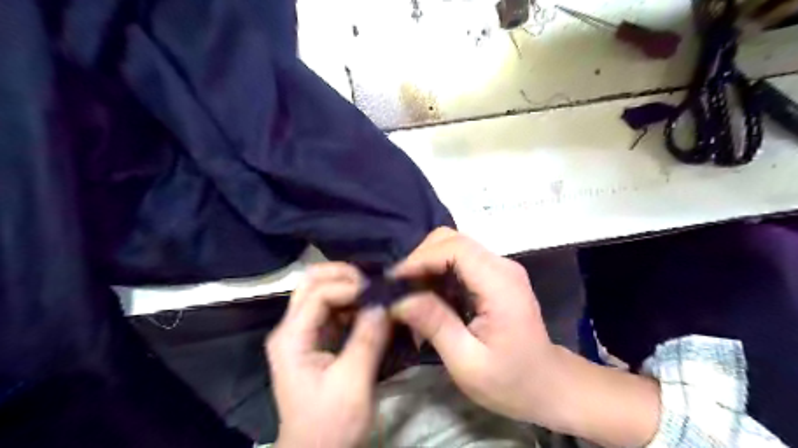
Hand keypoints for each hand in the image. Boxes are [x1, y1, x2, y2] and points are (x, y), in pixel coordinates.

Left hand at [267, 264, 390, 446]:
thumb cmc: (330, 425)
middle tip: (373, 283)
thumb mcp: (353, 383)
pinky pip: (331, 309)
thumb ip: (368, 339)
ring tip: (376, 293)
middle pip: (311, 283)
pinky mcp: (315, 340)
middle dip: (343, 276)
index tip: (379, 294)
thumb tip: (384, 303)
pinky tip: (370, 309)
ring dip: (348, 287)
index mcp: (291, 338)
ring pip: (321, 292)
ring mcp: (302, 333)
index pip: (318, 294)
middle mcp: (291, 328)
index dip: (349, 287)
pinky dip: (351, 303)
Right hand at [390, 229, 656, 445]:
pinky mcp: (494, 276)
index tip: (394, 282)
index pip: (454, 248)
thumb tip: (398, 299)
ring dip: (427, 266)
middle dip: (420, 259)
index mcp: (499, 283)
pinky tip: (429, 298)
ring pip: (453, 247)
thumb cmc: (511, 381)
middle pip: (451, 240)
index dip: (420, 258)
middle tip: (399, 289)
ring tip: (410, 296)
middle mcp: (501, 266)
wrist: (548, 385)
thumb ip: (434, 324)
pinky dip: (438, 273)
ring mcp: (499, 268)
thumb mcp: (468, 362)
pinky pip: (459, 261)